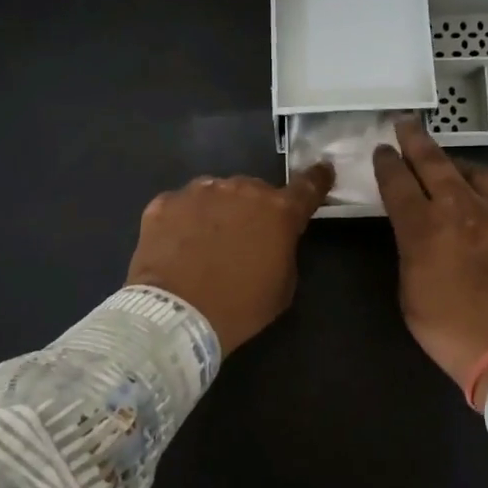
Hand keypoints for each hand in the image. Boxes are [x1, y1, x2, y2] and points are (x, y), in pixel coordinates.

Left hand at [126, 165, 333, 354]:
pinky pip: (181, 206)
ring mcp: (199, 192)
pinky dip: (183, 221)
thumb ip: (283, 250)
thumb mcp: (282, 286)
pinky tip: (176, 247)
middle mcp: (241, 190)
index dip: (316, 179)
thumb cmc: (239, 307)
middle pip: (254, 191)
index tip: (322, 171)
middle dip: (253, 209)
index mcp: (278, 212)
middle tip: (242, 239)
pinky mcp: (165, 202)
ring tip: (204, 244)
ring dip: (217, 211)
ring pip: (216, 194)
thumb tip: (273, 239)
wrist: (176, 315)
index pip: (307, 187)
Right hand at [373, 120, 487, 404]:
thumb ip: (411, 253)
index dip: (387, 163)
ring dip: (463, 165)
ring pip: (481, 174)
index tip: (382, 149)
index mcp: (426, 229)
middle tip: (406, 123)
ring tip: (456, 163)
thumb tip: (416, 230)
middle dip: (416, 142)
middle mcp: (464, 210)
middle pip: (435, 165)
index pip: (398, 184)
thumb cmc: (453, 334)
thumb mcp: (411, 295)